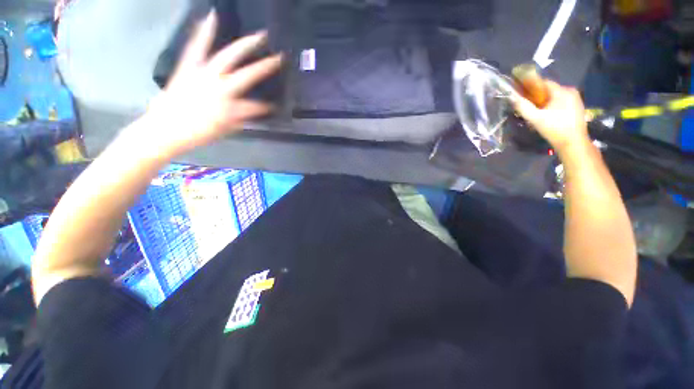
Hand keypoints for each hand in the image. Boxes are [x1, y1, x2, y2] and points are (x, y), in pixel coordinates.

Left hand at [141, 11, 281, 157]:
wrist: (165, 129)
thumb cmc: (199, 133)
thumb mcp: (226, 130)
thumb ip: (242, 120)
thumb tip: (253, 113)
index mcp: (233, 108)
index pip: (257, 107)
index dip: (267, 107)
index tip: (274, 107)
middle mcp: (222, 89)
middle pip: (248, 75)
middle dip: (265, 67)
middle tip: (279, 57)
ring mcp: (204, 74)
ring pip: (227, 56)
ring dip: (244, 45)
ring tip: (259, 34)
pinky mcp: (188, 67)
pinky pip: (196, 46)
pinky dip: (203, 31)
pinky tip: (210, 16)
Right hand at [511, 81, 589, 154]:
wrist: (573, 142)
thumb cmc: (554, 129)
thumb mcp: (535, 118)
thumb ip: (523, 107)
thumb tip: (511, 96)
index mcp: (562, 91)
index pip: (543, 83)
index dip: (531, 88)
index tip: (522, 97)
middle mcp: (571, 91)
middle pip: (549, 90)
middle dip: (537, 97)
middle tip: (529, 109)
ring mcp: (576, 99)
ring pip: (554, 96)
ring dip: (544, 103)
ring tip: (537, 114)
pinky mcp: (577, 106)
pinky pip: (561, 102)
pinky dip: (552, 106)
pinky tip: (548, 116)